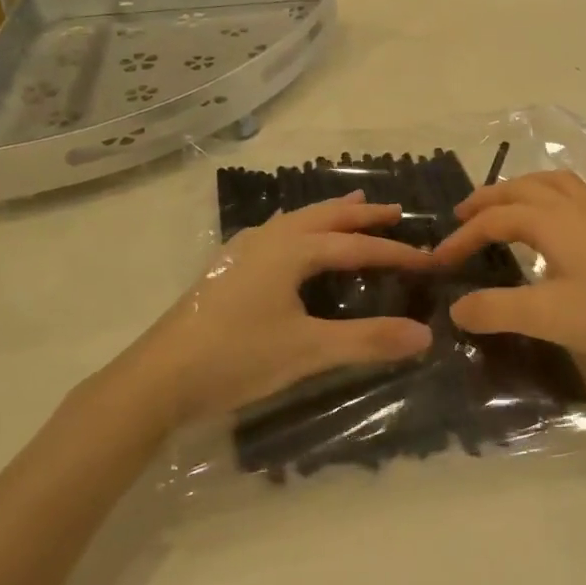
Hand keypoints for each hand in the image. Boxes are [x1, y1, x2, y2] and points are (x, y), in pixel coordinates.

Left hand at [124, 192, 434, 424]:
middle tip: (395, 211)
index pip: (355, 245)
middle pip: (325, 216)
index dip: (393, 252)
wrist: (158, 377)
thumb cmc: (236, 357)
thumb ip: (367, 340)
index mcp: (291, 250)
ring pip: (296, 220)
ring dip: (330, 214)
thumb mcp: (307, 351)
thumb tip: (424, 335)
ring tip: (354, 206)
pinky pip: (276, 232)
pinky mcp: (227, 268)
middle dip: (362, 214)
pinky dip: (301, 227)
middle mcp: (268, 239)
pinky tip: (295, 239)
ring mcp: (242, 250)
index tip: (427, 260)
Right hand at [431, 171, 585, 370]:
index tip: (436, 263)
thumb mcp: (548, 316)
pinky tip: (550, 227)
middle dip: (486, 200)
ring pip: (550, 185)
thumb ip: (496, 310)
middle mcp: (572, 209)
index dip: (461, 238)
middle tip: (460, 217)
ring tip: (501, 208)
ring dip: (518, 190)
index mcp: (551, 221)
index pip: (493, 219)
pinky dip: (546, 198)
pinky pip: (570, 196)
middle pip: (521, 189)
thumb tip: (456, 307)